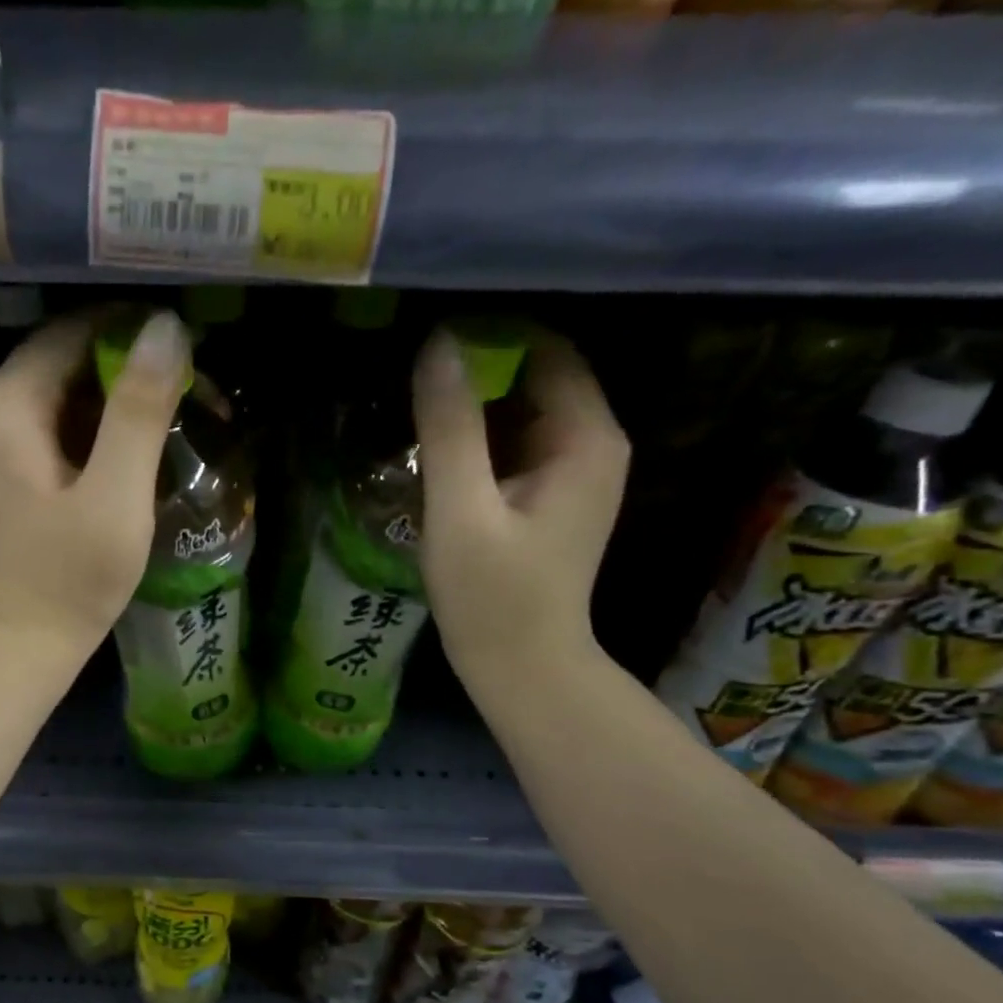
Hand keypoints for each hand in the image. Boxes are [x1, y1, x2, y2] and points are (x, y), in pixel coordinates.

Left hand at [0, 309, 190, 658]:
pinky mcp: (15, 472)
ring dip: (122, 399)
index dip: (132, 331)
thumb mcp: (115, 495)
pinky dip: (104, 430)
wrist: (24, 645)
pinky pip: (64, 428)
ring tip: (179, 414)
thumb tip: (167, 327)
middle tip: (194, 389)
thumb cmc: (70, 578)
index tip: (189, 351)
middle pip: (69, 359)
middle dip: (131, 366)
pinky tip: (143, 448)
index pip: (72, 331)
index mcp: (8, 405)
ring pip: (69, 394)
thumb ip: (139, 411)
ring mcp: (0, 444)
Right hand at [413, 327, 630, 702]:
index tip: (427, 342)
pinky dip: (477, 440)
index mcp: (585, 436)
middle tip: (410, 378)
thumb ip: (450, 427)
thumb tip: (438, 344)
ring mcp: (573, 472)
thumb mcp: (461, 510)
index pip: (545, 349)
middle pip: (534, 376)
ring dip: (472, 407)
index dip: (489, 335)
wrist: (521, 667)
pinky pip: (514, 446)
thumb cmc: (492, 596)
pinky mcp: (550, 497)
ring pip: (520, 412)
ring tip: (414, 409)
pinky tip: (434, 451)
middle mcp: (592, 443)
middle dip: (476, 371)